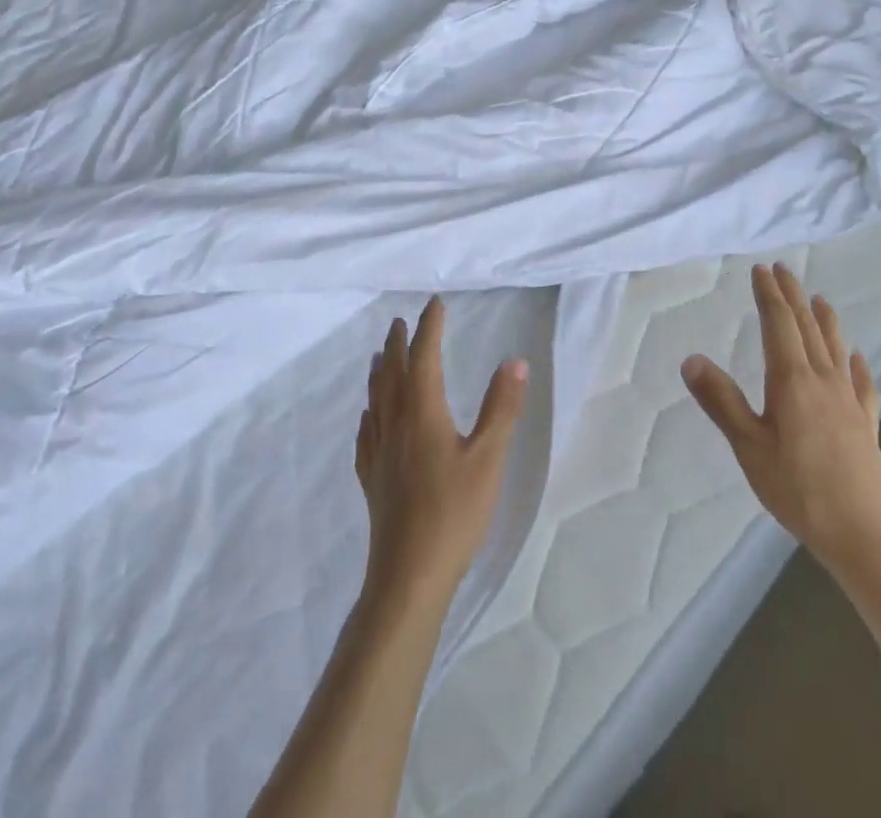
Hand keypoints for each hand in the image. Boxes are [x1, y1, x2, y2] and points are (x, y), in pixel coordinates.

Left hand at [356, 297, 528, 609]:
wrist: (408, 576)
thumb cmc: (454, 513)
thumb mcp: (488, 458)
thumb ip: (502, 407)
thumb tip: (514, 360)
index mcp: (422, 413)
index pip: (423, 358)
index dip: (428, 329)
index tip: (434, 305)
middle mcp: (395, 425)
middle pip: (392, 374)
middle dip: (398, 344)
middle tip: (401, 322)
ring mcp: (379, 453)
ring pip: (375, 400)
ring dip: (380, 372)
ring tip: (379, 357)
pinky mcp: (372, 479)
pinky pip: (366, 433)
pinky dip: (369, 413)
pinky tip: (369, 418)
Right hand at [683, 263, 880, 581]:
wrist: (868, 535)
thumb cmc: (800, 490)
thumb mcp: (749, 447)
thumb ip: (721, 401)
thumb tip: (690, 358)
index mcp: (792, 380)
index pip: (779, 324)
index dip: (768, 295)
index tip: (761, 270)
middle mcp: (823, 380)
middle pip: (807, 327)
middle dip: (793, 296)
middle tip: (783, 270)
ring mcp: (849, 402)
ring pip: (835, 349)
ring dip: (825, 320)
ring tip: (819, 299)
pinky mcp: (866, 426)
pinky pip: (862, 384)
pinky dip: (857, 365)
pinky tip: (858, 359)